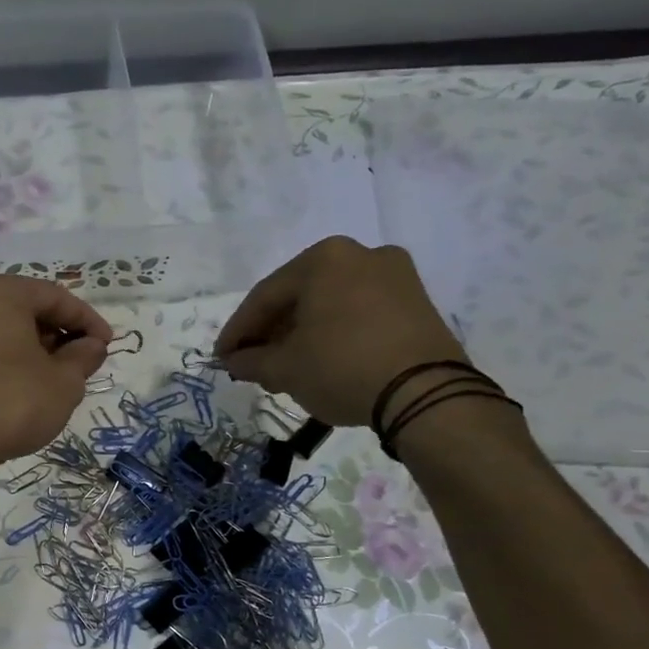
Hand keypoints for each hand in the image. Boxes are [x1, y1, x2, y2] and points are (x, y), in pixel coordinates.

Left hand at [0, 275, 111, 472]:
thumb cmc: (11, 403)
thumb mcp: (64, 382)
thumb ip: (84, 357)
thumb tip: (92, 345)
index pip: (55, 297)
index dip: (88, 320)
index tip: (108, 345)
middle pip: (26, 310)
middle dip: (60, 334)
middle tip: (85, 362)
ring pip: (4, 331)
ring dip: (36, 349)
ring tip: (59, 379)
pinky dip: (10, 361)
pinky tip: (27, 388)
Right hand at [214, 237, 465, 425]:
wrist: (426, 394)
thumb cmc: (342, 367)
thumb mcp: (286, 368)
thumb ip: (252, 360)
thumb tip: (234, 361)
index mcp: (324, 258)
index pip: (265, 296)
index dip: (238, 330)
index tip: (222, 357)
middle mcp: (360, 254)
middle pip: (299, 296)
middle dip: (271, 333)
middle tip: (251, 364)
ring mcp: (395, 276)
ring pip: (330, 304)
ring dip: (301, 335)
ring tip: (283, 369)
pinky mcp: (417, 302)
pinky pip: (359, 313)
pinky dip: (334, 334)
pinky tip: (320, 361)